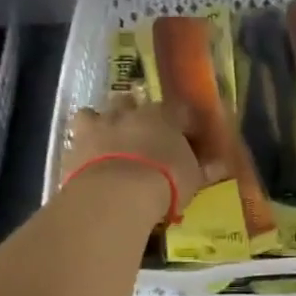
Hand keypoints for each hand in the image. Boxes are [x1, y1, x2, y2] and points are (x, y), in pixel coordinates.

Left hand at [62, 100, 206, 226]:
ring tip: (107, 139)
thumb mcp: (192, 179)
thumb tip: (220, 165)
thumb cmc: (165, 182)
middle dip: (136, 113)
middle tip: (142, 134)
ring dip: (102, 121)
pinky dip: (81, 142)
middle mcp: (131, 112)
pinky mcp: (74, 142)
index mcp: (164, 116)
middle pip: (132, 102)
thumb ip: (204, 169)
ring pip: (97, 111)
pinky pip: (76, 134)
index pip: (179, 112)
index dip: (183, 124)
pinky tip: (85, 156)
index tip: (188, 137)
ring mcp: (100, 124)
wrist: (117, 193)